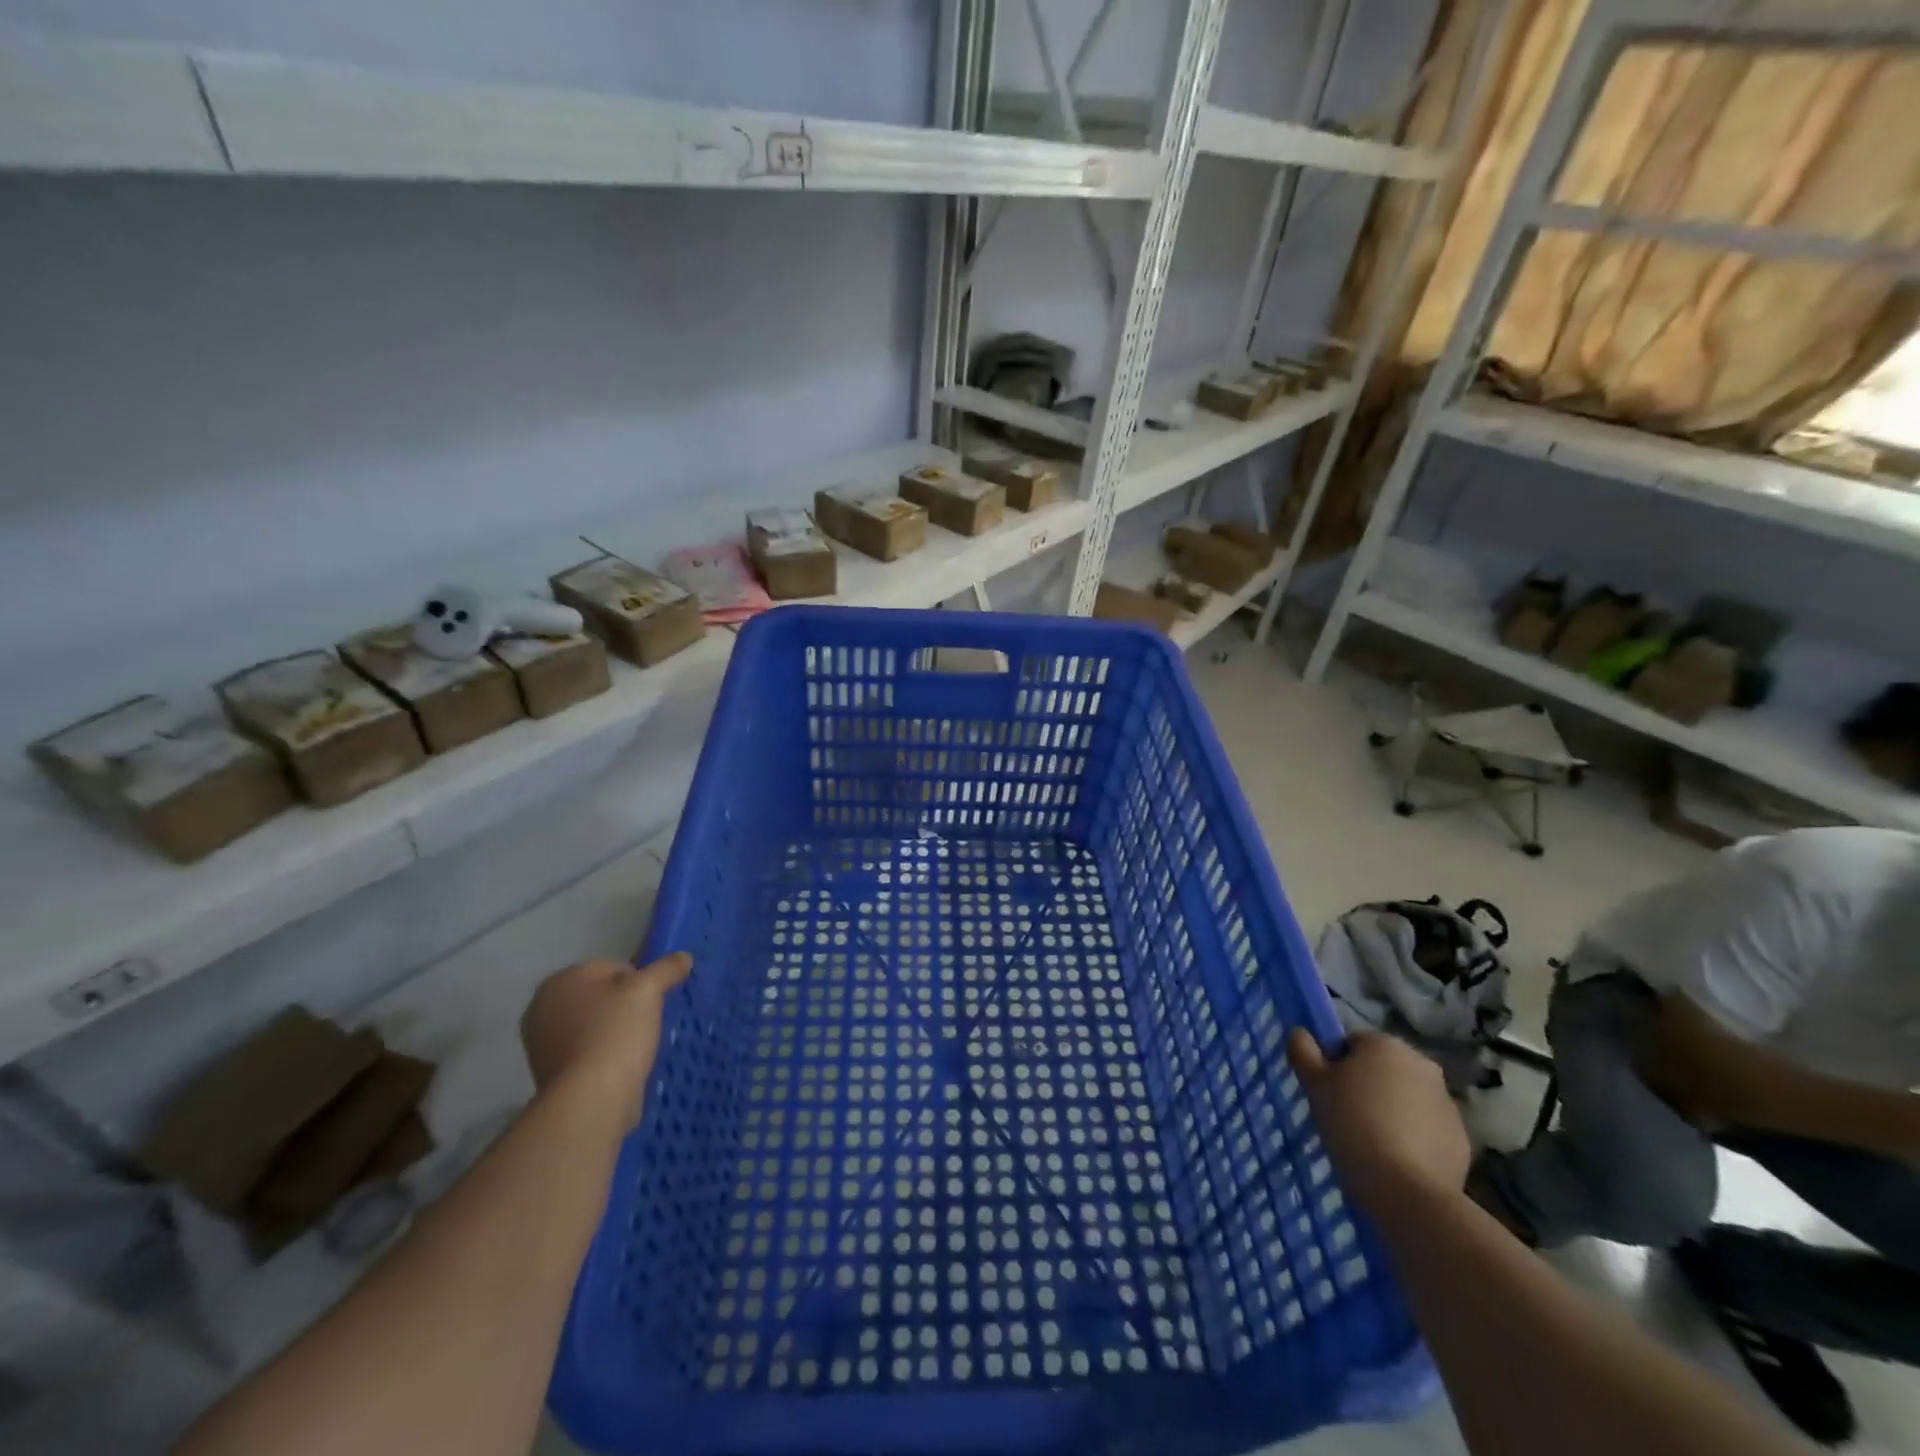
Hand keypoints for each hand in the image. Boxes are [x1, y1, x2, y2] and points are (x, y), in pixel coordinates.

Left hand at [520, 954, 691, 1125]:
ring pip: (592, 1024)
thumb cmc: (615, 1033)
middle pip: (600, 996)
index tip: (653, 1000)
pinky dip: (603, 1055)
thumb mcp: (649, 989)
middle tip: (647, 1021)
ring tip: (637, 1046)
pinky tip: (621, 1066)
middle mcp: (541, 1008)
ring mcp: (541, 1044)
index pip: (612, 967)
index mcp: (559, 980)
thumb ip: (666, 968)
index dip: (639, 980)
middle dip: (624, 1005)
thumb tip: (683, 957)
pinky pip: (586, 1052)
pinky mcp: (549, 1074)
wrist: (591, 1100)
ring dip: (614, 1031)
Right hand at [1287, 1029, 1470, 1214]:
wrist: (1405, 1190)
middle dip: (1367, 1086)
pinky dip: (1413, 1137)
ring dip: (1391, 1110)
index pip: (1352, 1044)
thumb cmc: (1352, 1124)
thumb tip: (1299, 1032)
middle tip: (1346, 1116)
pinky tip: (1396, 1159)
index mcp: (1385, 1043)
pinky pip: (1427, 1128)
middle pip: (1383, 1068)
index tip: (1329, 1093)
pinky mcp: (1460, 1138)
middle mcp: (1422, 1064)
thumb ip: (1303, 1050)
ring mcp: (1446, 1102)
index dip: (1336, 1066)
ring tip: (1371, 1142)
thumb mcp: (1314, 1084)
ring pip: (1406, 1098)